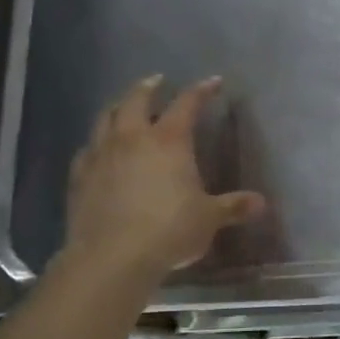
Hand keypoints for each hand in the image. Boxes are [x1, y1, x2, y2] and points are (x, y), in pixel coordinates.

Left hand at [59, 75, 265, 283]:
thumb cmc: (169, 230)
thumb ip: (233, 206)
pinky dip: (96, 143)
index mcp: (169, 141)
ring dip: (117, 107)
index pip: (187, 104)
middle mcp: (132, 138)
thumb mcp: (209, 218)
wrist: (112, 257)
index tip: (213, 82)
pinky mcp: (79, 177)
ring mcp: (101, 155)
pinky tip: (99, 150)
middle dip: (148, 87)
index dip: (201, 90)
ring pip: (105, 118)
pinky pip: (87, 149)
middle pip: (136, 100)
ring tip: (123, 107)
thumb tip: (260, 203)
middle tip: (156, 81)